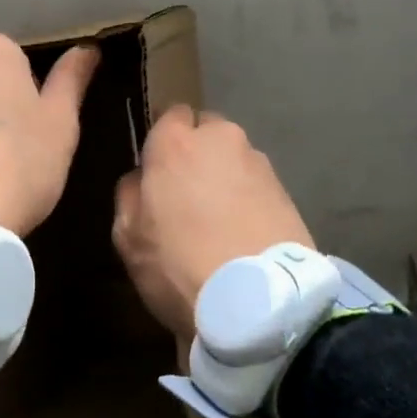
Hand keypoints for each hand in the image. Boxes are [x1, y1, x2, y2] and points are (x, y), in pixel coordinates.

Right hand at [112, 107, 312, 341]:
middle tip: (188, 192)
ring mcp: (259, 164)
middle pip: (207, 131)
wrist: (258, 303)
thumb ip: (129, 194)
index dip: (163, 139)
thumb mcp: (128, 235)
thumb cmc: (178, 263)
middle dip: (198, 152)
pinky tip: (242, 233)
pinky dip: (248, 199)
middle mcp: (221, 140)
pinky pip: (257, 185)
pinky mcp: (288, 192)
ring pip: (234, 158)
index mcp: (176, 142)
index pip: (170, 114)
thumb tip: (142, 178)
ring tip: (219, 220)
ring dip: (225, 177)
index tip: (157, 168)